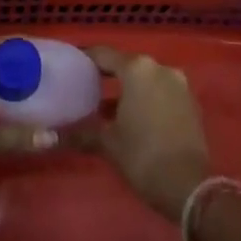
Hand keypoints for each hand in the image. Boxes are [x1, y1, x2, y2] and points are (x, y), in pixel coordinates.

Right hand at [75, 47, 211, 220]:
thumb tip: (49, 135)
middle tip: (84, 89)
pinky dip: (146, 99)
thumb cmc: (143, 156)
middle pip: (126, 65)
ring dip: (127, 90)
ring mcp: (179, 84)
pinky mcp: (190, 102)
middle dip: (107, 76)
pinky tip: (131, 119)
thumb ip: (80, 133)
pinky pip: (161, 92)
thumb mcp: (108, 143)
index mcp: (137, 69)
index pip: (104, 54)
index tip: (70, 67)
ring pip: (145, 79)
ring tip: (105, 108)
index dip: (85, 60)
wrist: (188, 186)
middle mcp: (160, 68)